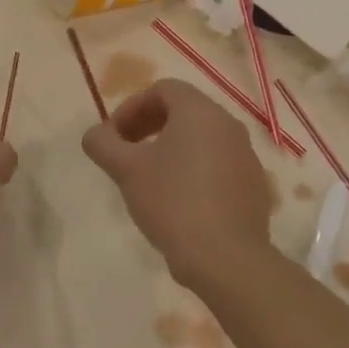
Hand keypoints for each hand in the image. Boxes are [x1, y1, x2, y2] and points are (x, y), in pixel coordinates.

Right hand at [83, 79, 272, 289]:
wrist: (226, 259)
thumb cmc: (172, 202)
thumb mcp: (126, 170)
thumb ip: (103, 143)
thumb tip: (94, 135)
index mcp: (200, 112)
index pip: (162, 89)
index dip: (131, 107)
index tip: (114, 136)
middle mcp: (228, 125)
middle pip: (183, 110)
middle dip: (149, 125)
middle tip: (126, 152)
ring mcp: (245, 156)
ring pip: (201, 138)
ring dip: (170, 147)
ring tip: (149, 177)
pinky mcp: (253, 185)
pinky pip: (217, 163)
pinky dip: (193, 168)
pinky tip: (177, 200)